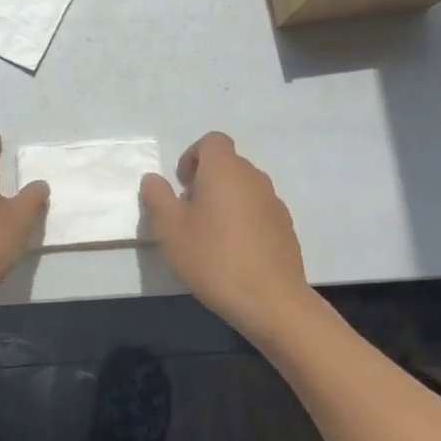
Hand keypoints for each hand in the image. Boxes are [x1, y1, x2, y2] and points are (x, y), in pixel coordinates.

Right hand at [141, 132, 309, 334]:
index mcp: (225, 169)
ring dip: (225, 201)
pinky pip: (258, 211)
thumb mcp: (169, 228)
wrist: (270, 300)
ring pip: (244, 189)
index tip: (181, 185)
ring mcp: (274, 202)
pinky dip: (244, 220)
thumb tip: (154, 179)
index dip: (192, 156)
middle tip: (189, 212)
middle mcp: (253, 177)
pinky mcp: (286, 228)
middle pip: (228, 164)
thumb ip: (157, 197)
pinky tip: (233, 252)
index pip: (212, 141)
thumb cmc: (212, 257)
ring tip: (210, 235)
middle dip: (206, 180)